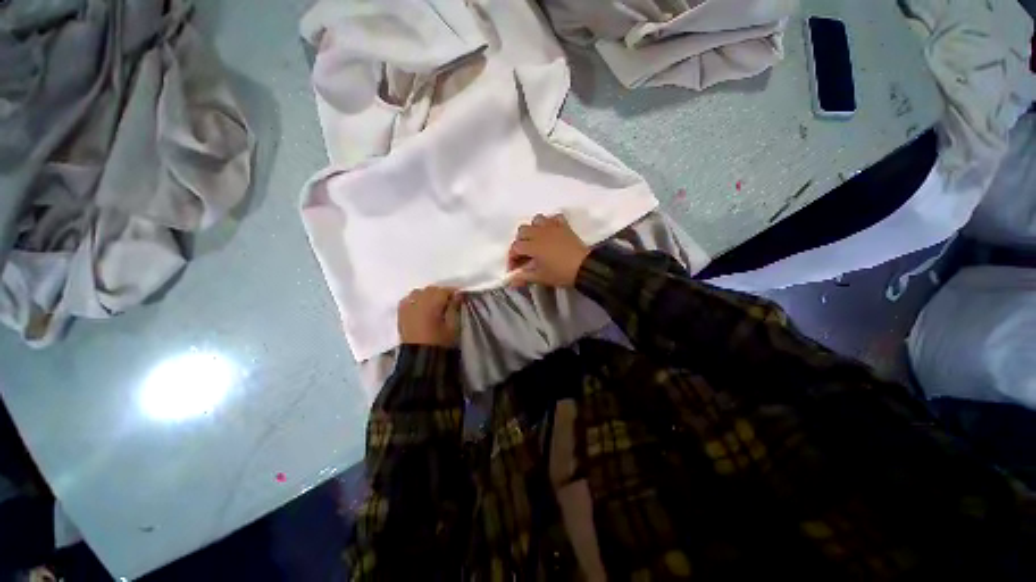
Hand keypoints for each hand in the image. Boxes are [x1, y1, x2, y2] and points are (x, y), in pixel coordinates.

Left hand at [398, 286, 461, 346]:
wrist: (420, 358)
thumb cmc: (440, 342)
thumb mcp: (453, 326)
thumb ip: (454, 307)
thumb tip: (458, 294)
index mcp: (431, 305)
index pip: (443, 291)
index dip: (453, 292)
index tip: (460, 296)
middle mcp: (417, 302)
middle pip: (430, 290)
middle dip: (441, 293)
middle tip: (449, 301)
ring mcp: (407, 308)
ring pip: (418, 292)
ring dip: (427, 295)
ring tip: (434, 303)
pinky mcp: (401, 314)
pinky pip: (407, 300)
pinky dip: (415, 299)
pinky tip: (420, 305)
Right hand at [508, 214, 589, 287]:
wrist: (584, 267)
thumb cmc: (560, 273)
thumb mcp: (540, 277)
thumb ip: (523, 277)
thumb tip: (511, 281)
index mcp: (532, 245)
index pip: (515, 248)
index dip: (512, 259)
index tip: (515, 269)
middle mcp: (539, 232)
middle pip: (522, 231)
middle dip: (520, 242)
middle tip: (525, 255)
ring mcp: (552, 227)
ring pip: (536, 220)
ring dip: (533, 229)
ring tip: (536, 241)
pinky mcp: (564, 226)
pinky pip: (554, 217)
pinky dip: (550, 223)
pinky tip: (551, 232)